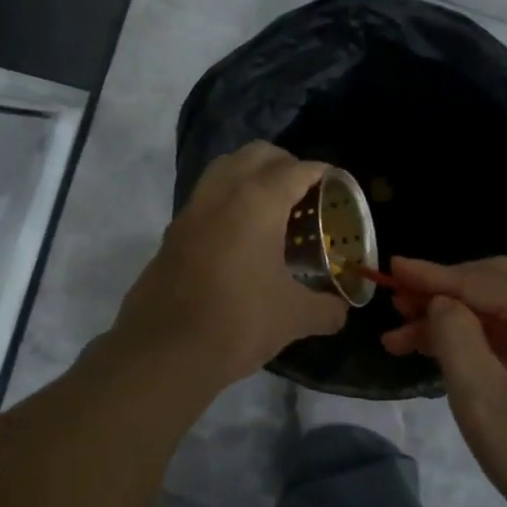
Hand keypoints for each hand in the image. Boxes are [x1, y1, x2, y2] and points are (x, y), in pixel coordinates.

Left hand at [112, 143, 347, 389]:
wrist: (165, 351)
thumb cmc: (239, 322)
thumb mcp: (293, 317)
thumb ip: (325, 309)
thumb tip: (340, 312)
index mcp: (257, 202)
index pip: (295, 169)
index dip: (320, 172)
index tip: (335, 183)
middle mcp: (222, 194)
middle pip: (256, 155)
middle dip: (284, 163)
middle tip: (303, 191)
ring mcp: (191, 212)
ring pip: (223, 169)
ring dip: (249, 175)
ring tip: (270, 207)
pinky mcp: (172, 234)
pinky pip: (204, 199)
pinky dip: (226, 201)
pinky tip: (239, 237)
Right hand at [382, 257, 506, 506]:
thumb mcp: (485, 400)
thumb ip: (455, 338)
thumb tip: (440, 301)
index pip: (484, 281)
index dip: (433, 275)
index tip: (389, 268)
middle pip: (496, 285)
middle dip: (442, 292)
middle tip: (395, 305)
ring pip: (503, 310)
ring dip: (454, 317)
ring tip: (402, 337)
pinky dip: (476, 338)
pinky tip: (441, 352)